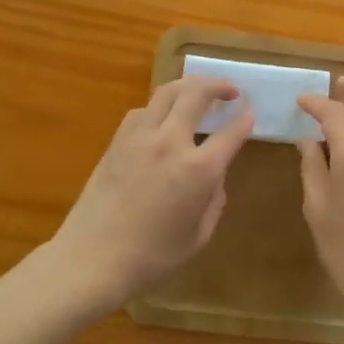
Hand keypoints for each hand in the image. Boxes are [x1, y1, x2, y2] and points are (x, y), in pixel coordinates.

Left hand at [51, 75, 252, 312]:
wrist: (93, 258)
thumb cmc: (153, 257)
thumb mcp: (199, 235)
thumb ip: (214, 200)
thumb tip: (214, 177)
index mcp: (199, 169)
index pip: (231, 131)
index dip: (245, 118)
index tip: (250, 112)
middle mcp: (171, 142)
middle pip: (197, 93)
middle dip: (218, 85)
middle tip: (230, 90)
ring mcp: (140, 137)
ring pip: (167, 92)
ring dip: (188, 86)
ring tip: (198, 92)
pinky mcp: (117, 141)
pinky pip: (142, 111)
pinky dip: (159, 106)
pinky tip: (162, 118)